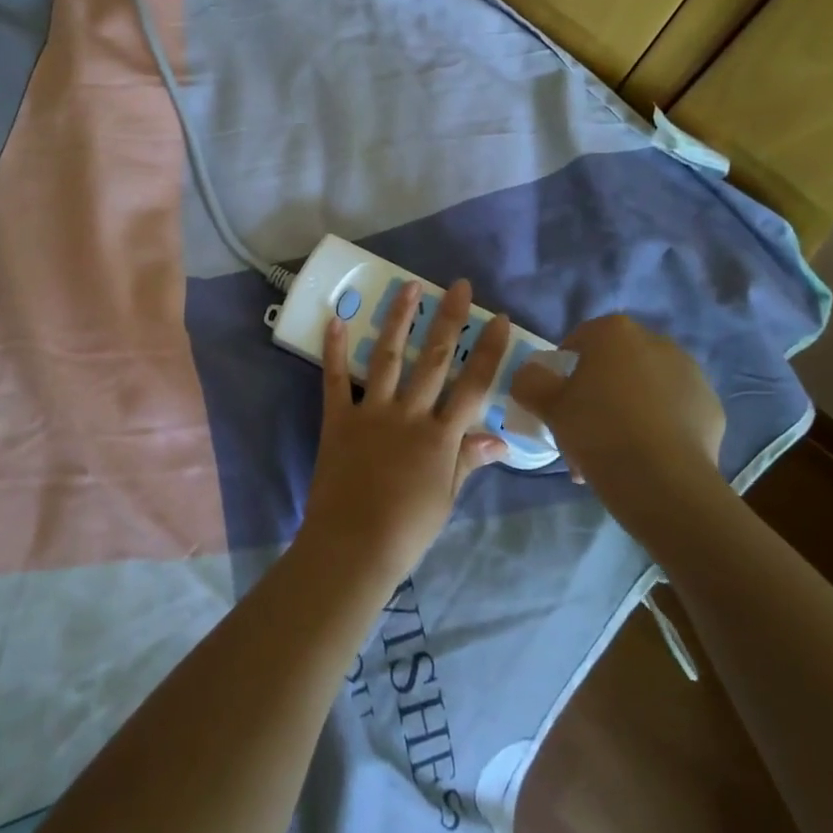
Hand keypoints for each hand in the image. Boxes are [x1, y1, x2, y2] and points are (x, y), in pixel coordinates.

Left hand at [299, 279, 511, 585]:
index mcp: (441, 437)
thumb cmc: (407, 530)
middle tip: (458, 285)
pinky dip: (333, 349)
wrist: (353, 547)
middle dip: (448, 319)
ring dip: (399, 319)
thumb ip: (468, 461)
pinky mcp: (338, 419)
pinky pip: (335, 379)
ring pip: (387, 357)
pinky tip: (335, 319)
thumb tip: (500, 440)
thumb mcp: (447, 498)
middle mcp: (410, 415)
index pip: (473, 385)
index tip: (496, 319)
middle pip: (434, 359)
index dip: (488, 351)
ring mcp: (372, 413)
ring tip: (409, 287)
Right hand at [509, 314, 725, 525]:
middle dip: (598, 392)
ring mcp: (690, 373)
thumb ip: (530, 381)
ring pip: (645, 388)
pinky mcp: (711, 407)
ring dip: (627, 409)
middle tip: (583, 431)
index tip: (557, 402)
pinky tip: (645, 457)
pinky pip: (673, 411)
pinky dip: (658, 426)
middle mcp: (657, 341)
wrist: (664, 482)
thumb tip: (530, 375)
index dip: (563, 370)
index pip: (579, 340)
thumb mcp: (548, 405)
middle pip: (614, 364)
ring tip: (613, 453)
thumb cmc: (598, 431)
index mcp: (615, 332)